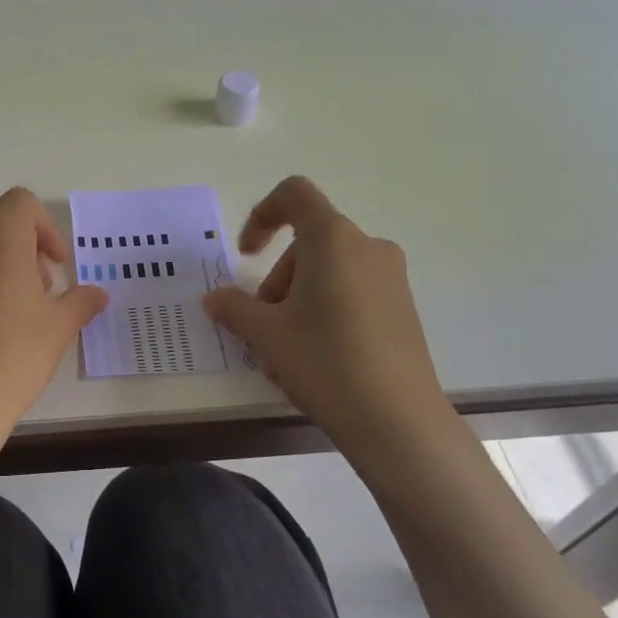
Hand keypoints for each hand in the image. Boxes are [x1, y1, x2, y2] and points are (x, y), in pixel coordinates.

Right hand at [203, 176, 454, 457]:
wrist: (399, 422)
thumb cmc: (325, 361)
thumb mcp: (266, 334)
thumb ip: (234, 308)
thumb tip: (215, 299)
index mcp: (333, 239)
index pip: (294, 195)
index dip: (261, 215)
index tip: (246, 255)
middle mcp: (367, 248)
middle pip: (307, 245)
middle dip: (276, 282)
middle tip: (262, 328)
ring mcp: (390, 279)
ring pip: (326, 274)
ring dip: (295, 304)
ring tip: (283, 356)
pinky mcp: (402, 309)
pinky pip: (350, 295)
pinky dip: (323, 315)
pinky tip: (313, 362)